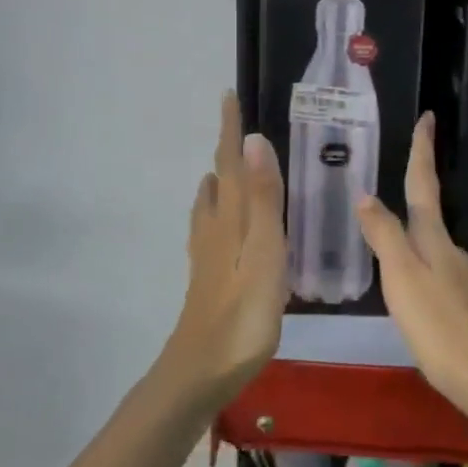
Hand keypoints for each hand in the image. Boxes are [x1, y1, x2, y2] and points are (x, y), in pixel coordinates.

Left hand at [160, 92, 287, 410]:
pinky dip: (218, 207)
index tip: (228, 95)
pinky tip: (222, 221)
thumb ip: (264, 197)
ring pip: (211, 203)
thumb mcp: (265, 252)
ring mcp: (208, 253)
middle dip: (226, 149)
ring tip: (230, 166)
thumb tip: (254, 139)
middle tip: (238, 126)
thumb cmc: (243, 312)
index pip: (230, 161)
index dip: (230, 128)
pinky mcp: (209, 275)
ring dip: (220, 177)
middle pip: (219, 177)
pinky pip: (212, 225)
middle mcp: (215, 227)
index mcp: (231, 217)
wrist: (202, 370)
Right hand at [356, 114, 467, 459]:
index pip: (423, 185)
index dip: (423, 151)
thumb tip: (367, 194)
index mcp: (434, 241)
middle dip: (418, 185)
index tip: (429, 117)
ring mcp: (464, 280)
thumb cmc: (443, 329)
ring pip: (432, 243)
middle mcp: (452, 253)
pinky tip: (413, 284)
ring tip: (392, 226)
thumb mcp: (404, 280)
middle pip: (429, 211)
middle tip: (404, 164)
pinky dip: (421, 262)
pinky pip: (437, 271)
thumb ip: (385, 237)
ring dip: (415, 227)